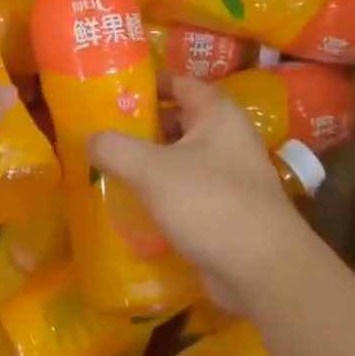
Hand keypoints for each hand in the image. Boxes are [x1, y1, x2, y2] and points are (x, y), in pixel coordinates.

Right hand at [88, 75, 310, 309]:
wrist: (265, 272)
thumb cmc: (211, 204)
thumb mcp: (153, 171)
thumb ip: (115, 148)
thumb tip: (89, 138)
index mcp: (217, 115)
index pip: (178, 83)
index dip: (146, 84)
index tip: (111, 91)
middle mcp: (227, 139)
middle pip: (177, 120)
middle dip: (141, 125)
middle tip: (101, 131)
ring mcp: (229, 176)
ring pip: (180, 157)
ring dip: (148, 161)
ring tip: (108, 165)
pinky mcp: (225, 209)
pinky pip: (186, 189)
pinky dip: (161, 191)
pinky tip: (132, 201)